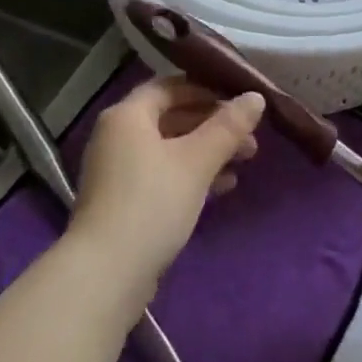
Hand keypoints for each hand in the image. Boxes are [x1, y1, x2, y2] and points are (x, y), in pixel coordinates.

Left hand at [71, 76, 264, 297]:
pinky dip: (190, 176)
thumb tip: (256, 96)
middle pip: (171, 118)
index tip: (238, 102)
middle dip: (213, 126)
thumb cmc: (152, 203)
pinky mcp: (122, 204)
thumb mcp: (196, 161)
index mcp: (128, 115)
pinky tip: (223, 188)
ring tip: (245, 162)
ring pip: (169, 149)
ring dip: (206, 153)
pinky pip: (162, 176)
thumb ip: (228, 127)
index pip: (170, 87)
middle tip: (250, 138)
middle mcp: (117, 136)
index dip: (206, 90)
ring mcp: (117, 172)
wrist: (105, 275)